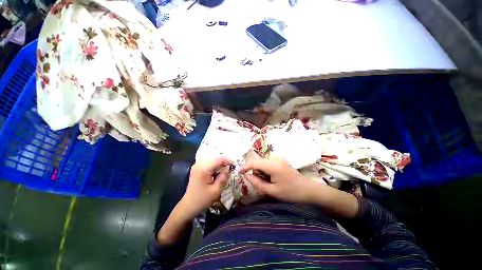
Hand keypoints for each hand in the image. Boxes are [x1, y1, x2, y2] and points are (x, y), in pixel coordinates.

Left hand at [180, 156, 233, 217]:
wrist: (190, 205)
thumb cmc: (203, 199)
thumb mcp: (216, 190)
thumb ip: (223, 177)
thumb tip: (229, 168)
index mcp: (203, 168)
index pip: (218, 159)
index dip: (228, 160)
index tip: (236, 165)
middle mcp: (199, 164)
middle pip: (215, 159)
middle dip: (224, 162)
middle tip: (233, 169)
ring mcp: (197, 167)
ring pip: (212, 161)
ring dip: (220, 165)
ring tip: (228, 171)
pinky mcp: (197, 170)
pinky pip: (208, 165)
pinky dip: (215, 168)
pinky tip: (219, 174)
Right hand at [241, 156, 315, 203]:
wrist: (307, 190)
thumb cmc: (290, 192)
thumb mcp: (271, 191)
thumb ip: (257, 183)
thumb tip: (246, 176)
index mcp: (272, 165)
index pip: (253, 163)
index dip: (244, 167)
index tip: (238, 174)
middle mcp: (275, 158)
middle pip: (257, 163)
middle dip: (256, 173)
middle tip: (263, 185)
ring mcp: (279, 158)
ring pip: (262, 164)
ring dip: (261, 173)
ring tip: (270, 184)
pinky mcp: (281, 161)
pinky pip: (268, 164)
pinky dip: (266, 171)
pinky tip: (273, 180)